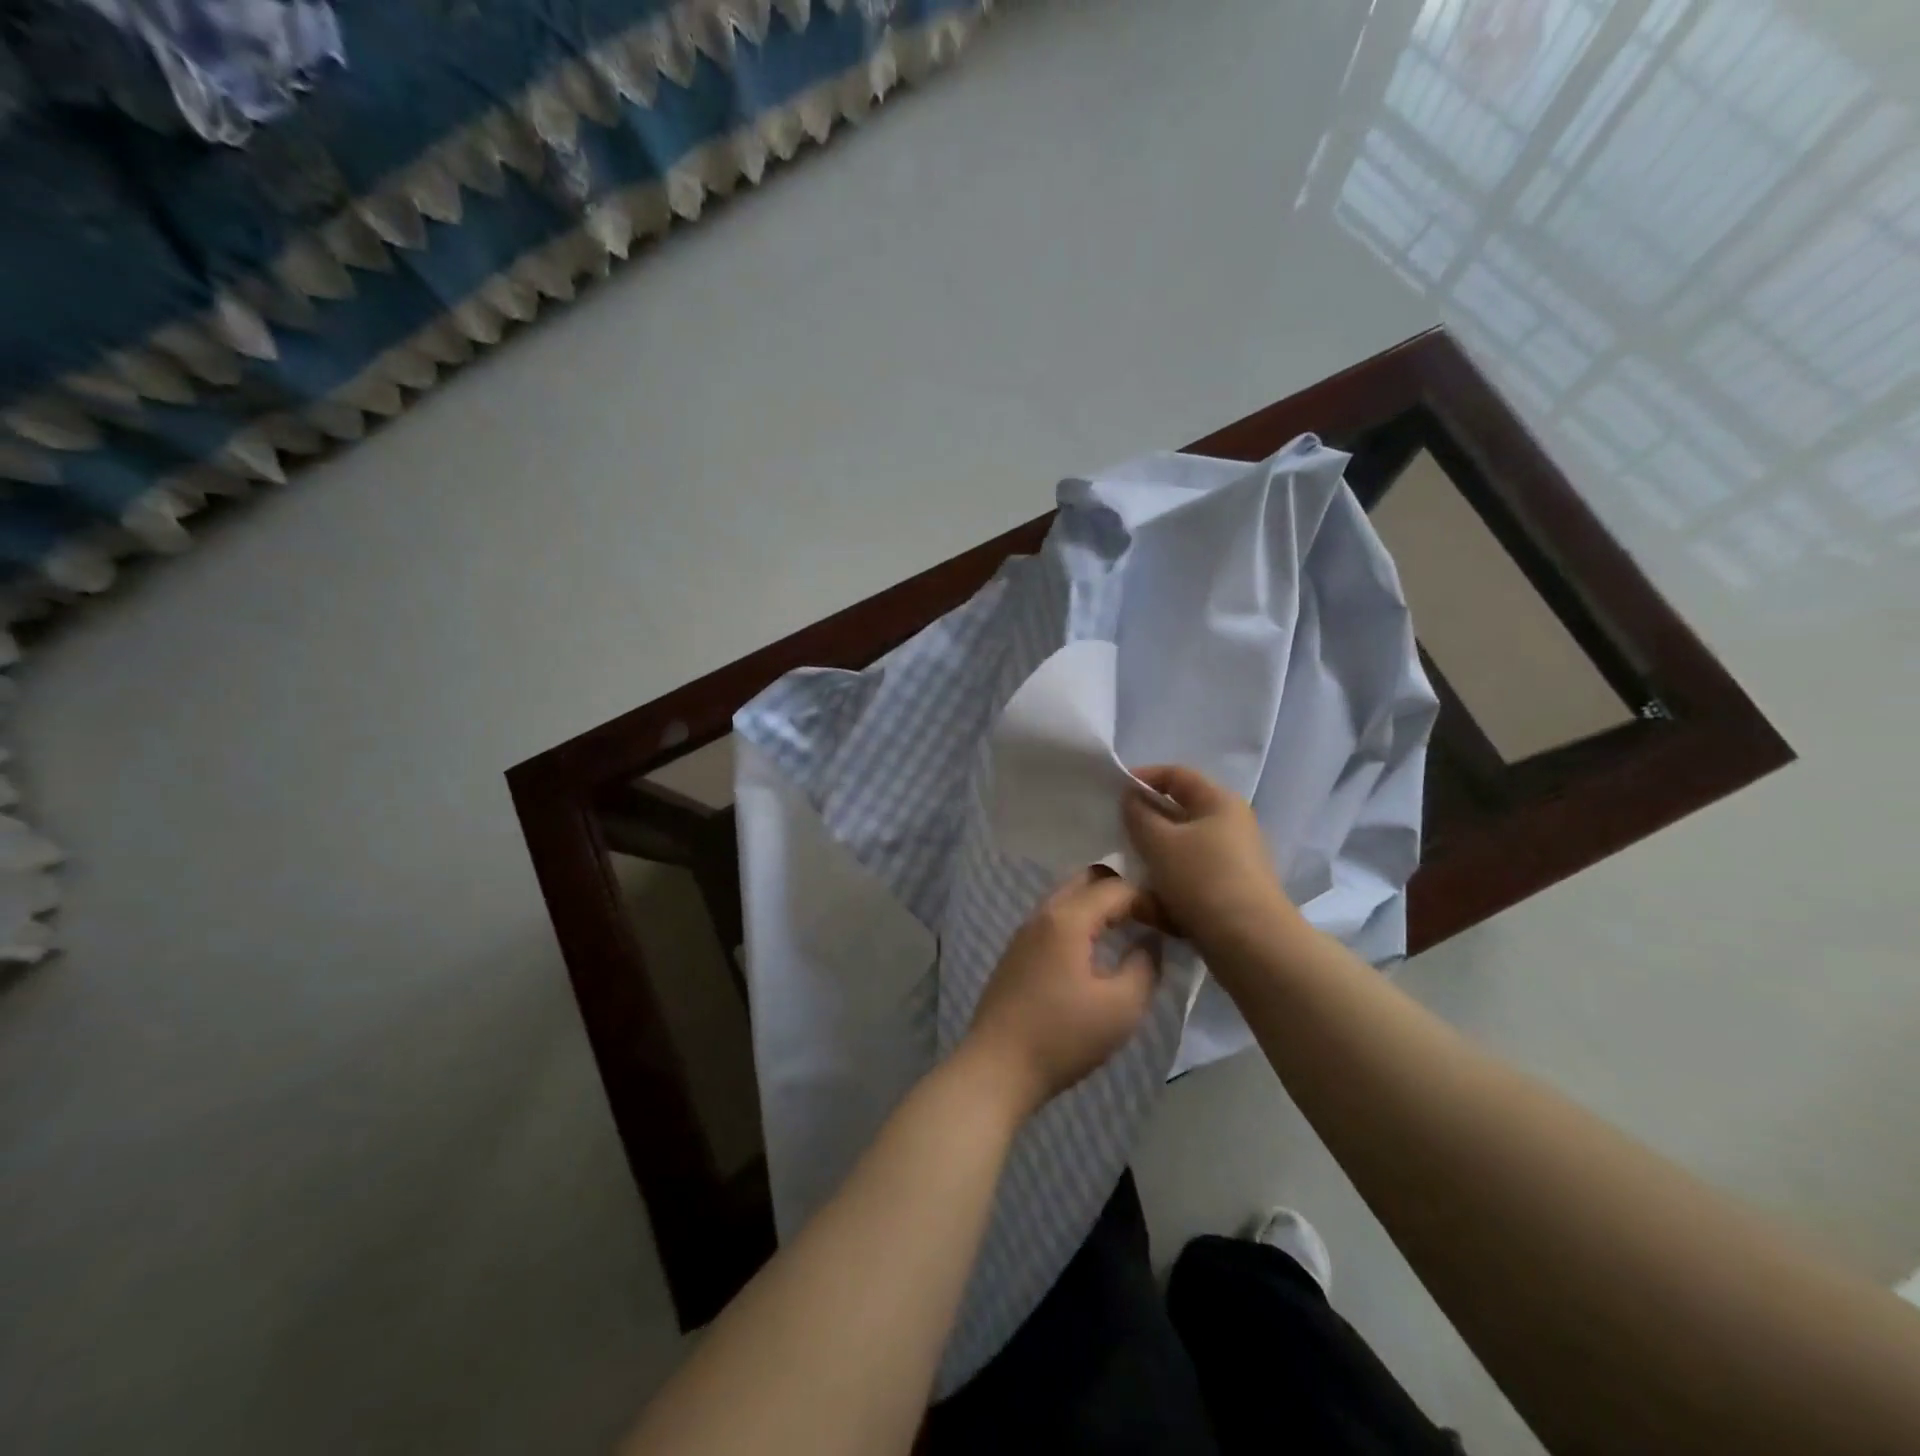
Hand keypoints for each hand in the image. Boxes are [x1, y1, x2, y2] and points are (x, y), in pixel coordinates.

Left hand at [961, 869, 1160, 1118]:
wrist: (997, 1068)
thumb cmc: (1063, 1037)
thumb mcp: (1121, 1007)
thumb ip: (1145, 966)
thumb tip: (1150, 941)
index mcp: (1066, 918)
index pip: (1117, 888)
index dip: (1150, 901)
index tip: (1173, 928)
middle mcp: (1042, 913)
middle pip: (1088, 880)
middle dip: (1123, 892)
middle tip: (1150, 920)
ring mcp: (1024, 932)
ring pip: (1068, 898)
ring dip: (1100, 907)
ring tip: (1129, 932)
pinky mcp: (1016, 952)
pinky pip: (1055, 919)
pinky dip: (1081, 921)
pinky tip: (1095, 950)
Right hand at [1121, 764, 1295, 952]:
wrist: (1251, 944)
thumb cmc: (1203, 879)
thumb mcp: (1160, 842)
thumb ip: (1138, 815)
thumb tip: (1131, 798)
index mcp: (1219, 803)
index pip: (1176, 775)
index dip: (1143, 777)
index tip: (1113, 793)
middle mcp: (1230, 826)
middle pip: (1177, 815)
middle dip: (1144, 826)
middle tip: (1115, 836)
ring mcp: (1231, 862)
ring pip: (1179, 852)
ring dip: (1152, 863)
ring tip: (1127, 878)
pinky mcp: (1227, 894)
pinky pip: (1188, 882)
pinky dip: (1167, 891)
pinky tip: (1149, 908)